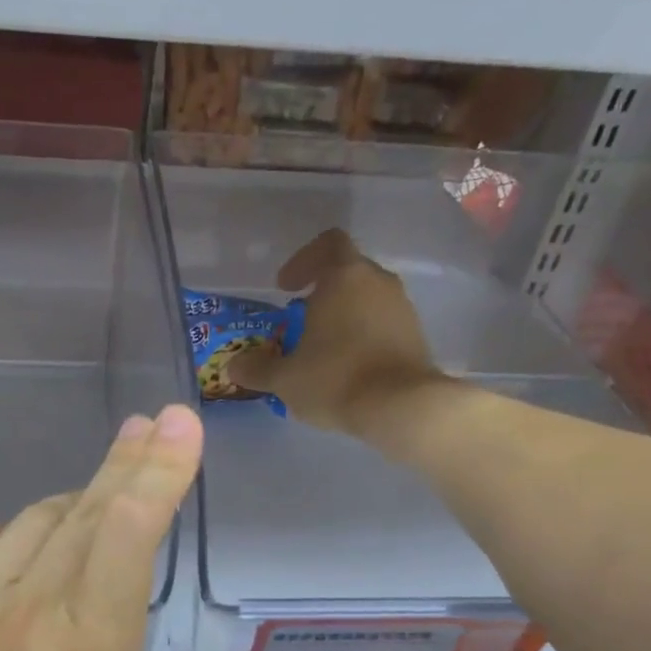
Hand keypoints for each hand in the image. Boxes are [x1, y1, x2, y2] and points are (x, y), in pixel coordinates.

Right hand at [224, 228, 445, 433]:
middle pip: (348, 272)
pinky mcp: (416, 335)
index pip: (327, 244)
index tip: (285, 289)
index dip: (303, 261)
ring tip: (323, 349)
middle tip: (300, 322)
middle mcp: (378, 282)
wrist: (402, 407)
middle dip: (322, 293)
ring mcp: (402, 307)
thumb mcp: (285, 379)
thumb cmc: (336, 379)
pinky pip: (383, 324)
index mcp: (344, 276)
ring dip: (344, 316)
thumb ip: (257, 369)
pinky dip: (364, 336)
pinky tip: (349, 367)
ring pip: (367, 299)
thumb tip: (234, 366)